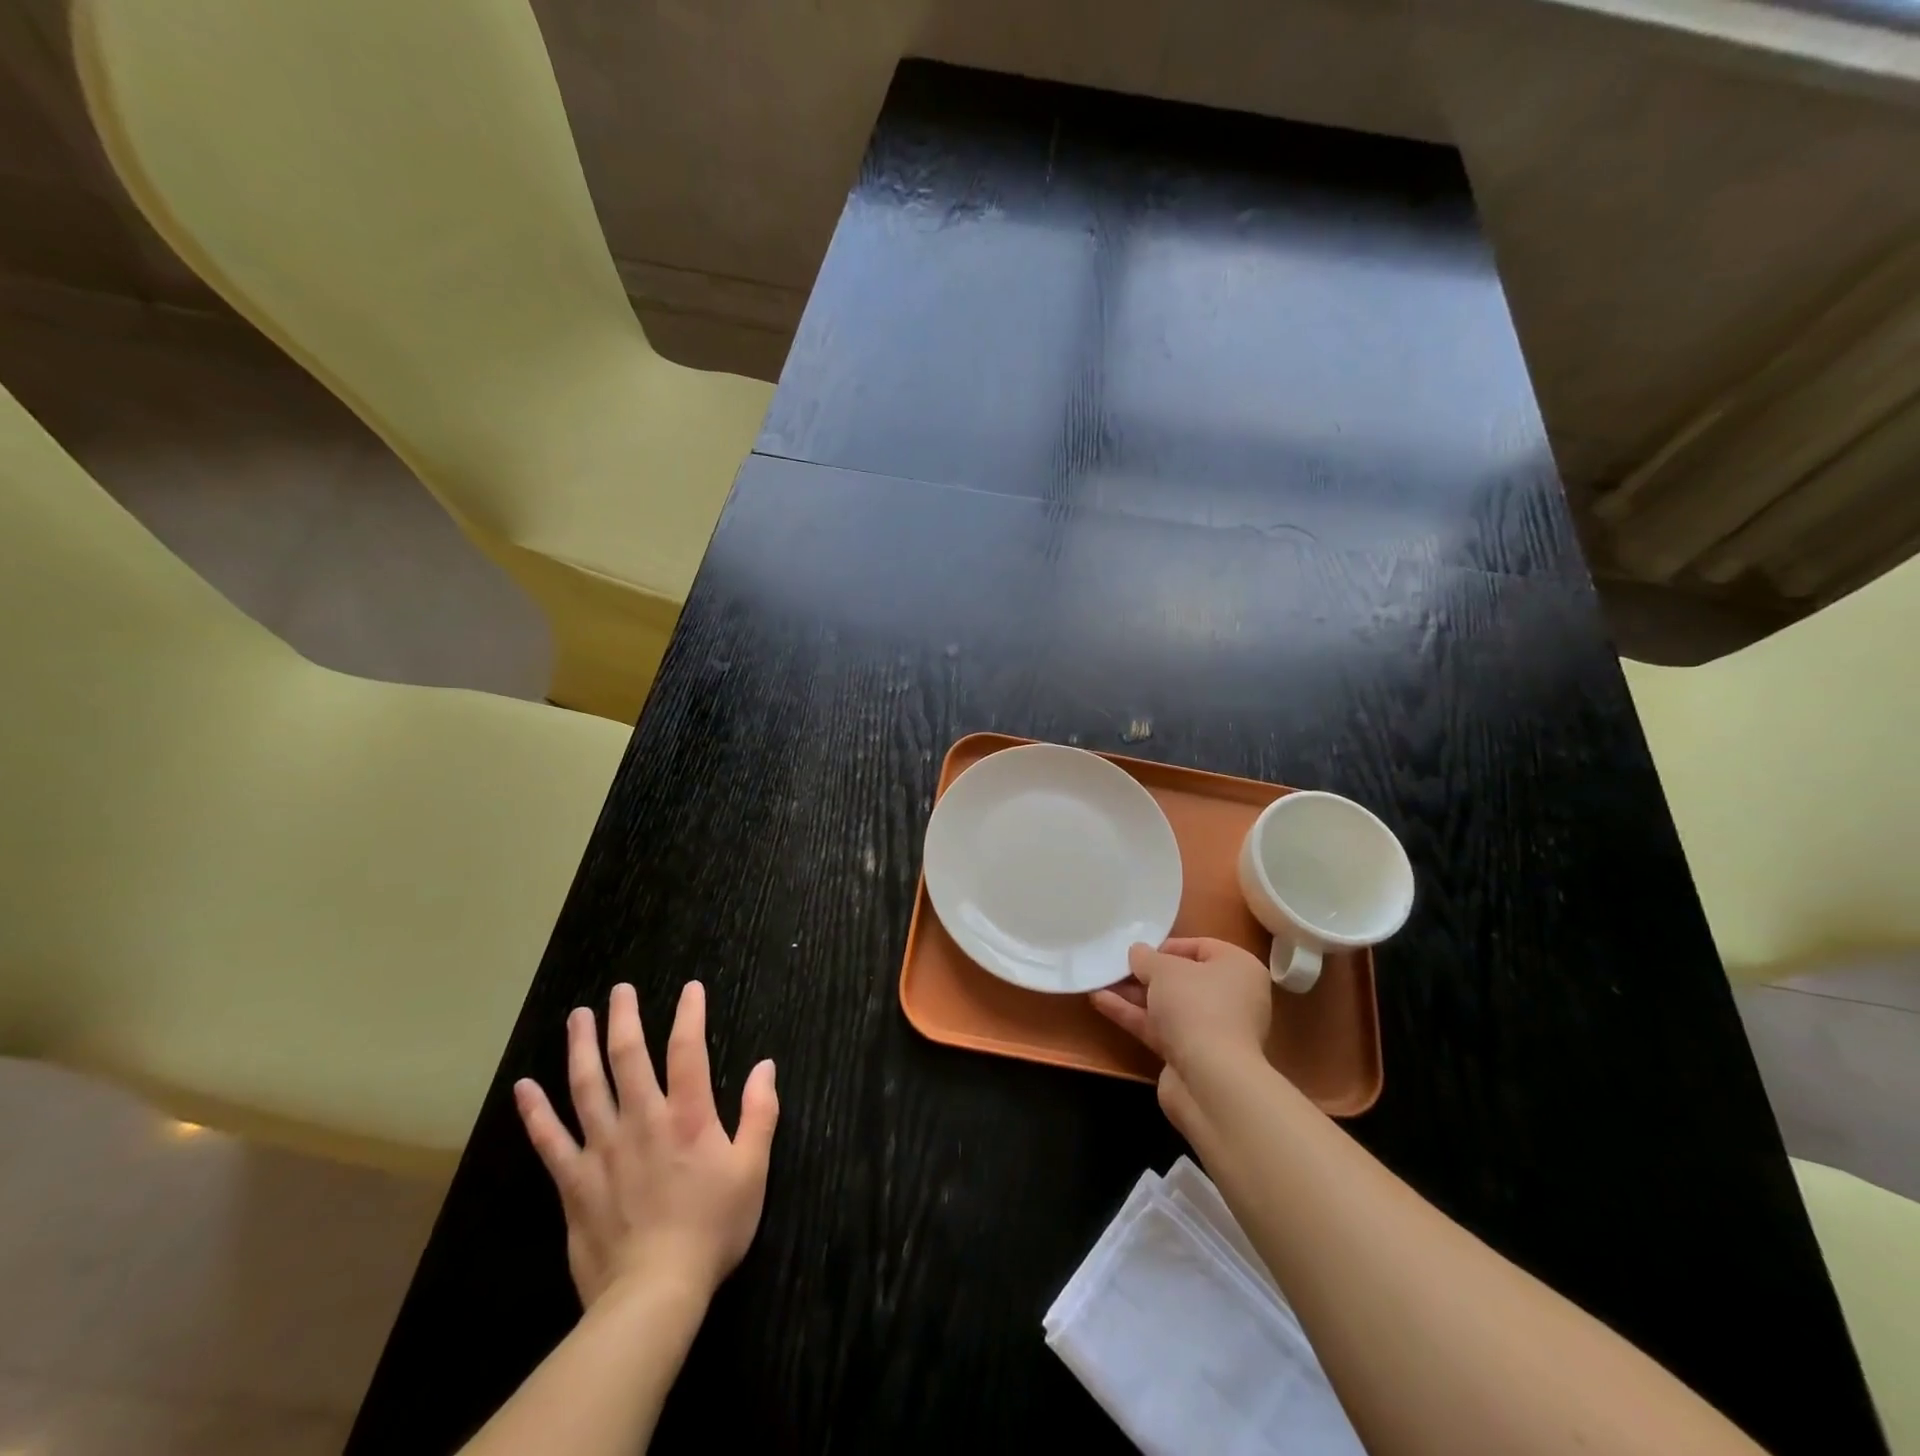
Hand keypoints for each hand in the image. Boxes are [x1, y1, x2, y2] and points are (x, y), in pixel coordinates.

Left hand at [513, 981, 777, 1310]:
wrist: (654, 1294)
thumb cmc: (712, 1228)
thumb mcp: (753, 1170)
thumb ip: (759, 1114)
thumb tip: (765, 1067)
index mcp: (688, 1117)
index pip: (688, 1050)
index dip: (690, 1014)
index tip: (690, 989)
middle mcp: (642, 1120)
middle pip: (628, 1057)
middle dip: (624, 1018)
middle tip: (619, 990)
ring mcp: (603, 1149)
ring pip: (586, 1086)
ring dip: (580, 1047)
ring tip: (577, 1016)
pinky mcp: (574, 1181)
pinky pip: (549, 1140)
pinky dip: (535, 1112)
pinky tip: (524, 1088)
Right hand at [1091, 937, 1271, 1130]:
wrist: (1211, 1080)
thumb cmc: (1196, 1006)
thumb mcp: (1164, 969)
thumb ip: (1146, 957)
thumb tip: (1138, 952)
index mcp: (1239, 968)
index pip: (1203, 947)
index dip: (1169, 946)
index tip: (1141, 952)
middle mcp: (1232, 998)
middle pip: (1183, 979)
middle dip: (1147, 974)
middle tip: (1117, 967)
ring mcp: (1213, 1030)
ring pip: (1169, 1005)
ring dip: (1134, 994)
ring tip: (1100, 981)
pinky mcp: (1193, 1056)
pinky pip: (1160, 1028)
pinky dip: (1134, 1015)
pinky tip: (1100, 1002)